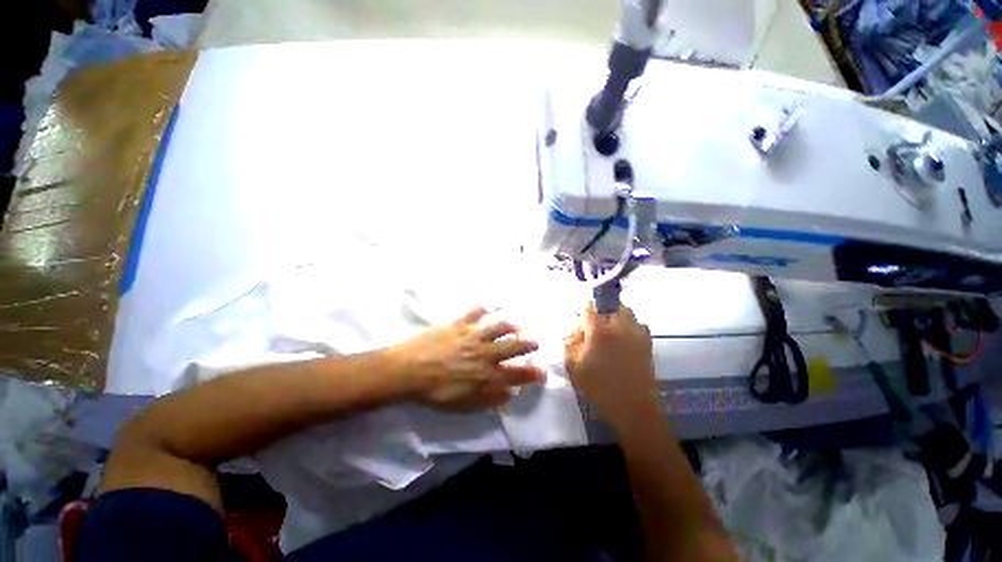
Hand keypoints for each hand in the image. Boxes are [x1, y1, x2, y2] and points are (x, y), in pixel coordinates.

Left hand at [392, 307, 545, 411]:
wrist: (408, 371)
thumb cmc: (435, 392)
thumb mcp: (463, 405)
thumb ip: (489, 399)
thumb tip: (510, 394)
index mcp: (487, 373)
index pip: (517, 373)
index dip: (533, 373)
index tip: (543, 372)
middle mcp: (485, 352)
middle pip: (513, 345)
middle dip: (528, 344)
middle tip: (536, 342)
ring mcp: (472, 335)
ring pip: (498, 326)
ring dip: (510, 325)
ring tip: (516, 326)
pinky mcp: (458, 324)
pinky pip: (473, 313)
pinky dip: (481, 310)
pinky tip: (484, 308)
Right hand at [564, 304, 654, 424]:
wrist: (631, 405)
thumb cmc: (598, 386)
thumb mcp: (573, 366)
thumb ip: (570, 344)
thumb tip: (574, 332)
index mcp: (598, 331)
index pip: (589, 308)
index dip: (583, 311)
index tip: (581, 321)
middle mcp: (618, 326)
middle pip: (610, 307)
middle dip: (601, 313)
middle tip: (596, 328)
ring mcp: (635, 333)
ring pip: (626, 313)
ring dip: (617, 317)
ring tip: (612, 332)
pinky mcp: (647, 342)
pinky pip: (639, 325)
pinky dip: (631, 327)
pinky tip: (625, 341)